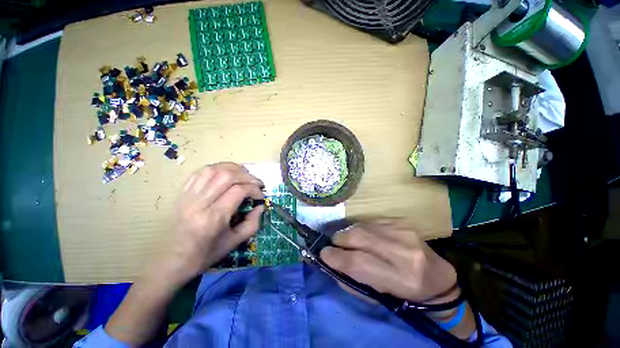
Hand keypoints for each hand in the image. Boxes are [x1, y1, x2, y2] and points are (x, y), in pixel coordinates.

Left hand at [162, 162, 264, 284]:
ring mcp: (188, 195)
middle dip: (248, 176)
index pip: (239, 191)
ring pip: (213, 169)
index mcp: (213, 217)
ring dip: (234, 169)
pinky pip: (201, 172)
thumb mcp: (235, 242)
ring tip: (244, 175)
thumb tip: (261, 206)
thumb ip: (253, 223)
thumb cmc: (205, 254)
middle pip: (227, 176)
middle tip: (257, 183)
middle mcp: (199, 202)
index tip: (261, 196)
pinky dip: (217, 168)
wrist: (172, 261)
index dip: (254, 189)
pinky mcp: (182, 193)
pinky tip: (226, 174)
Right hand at [320, 220, 458, 303]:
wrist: (437, 277)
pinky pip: (370, 222)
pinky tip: (363, 236)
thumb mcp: (379, 297)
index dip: (335, 257)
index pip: (358, 263)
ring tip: (348, 241)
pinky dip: (361, 229)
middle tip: (334, 245)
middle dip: (339, 240)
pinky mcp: (401, 222)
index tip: (323, 254)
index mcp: (399, 279)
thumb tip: (329, 264)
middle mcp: (402, 252)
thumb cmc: (405, 295)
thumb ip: (352, 281)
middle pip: (358, 237)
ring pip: (362, 226)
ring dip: (348, 233)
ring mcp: (403, 232)